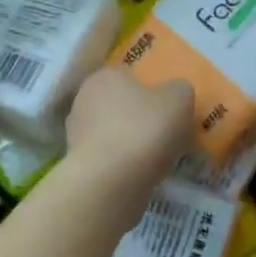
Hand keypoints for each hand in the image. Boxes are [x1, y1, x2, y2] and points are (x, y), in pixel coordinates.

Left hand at [65, 68, 193, 195]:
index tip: (167, 106)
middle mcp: (84, 99)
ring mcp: (76, 133)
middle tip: (165, 131)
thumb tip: (174, 92)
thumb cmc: (144, 130)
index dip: (150, 88)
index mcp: (105, 75)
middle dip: (138, 116)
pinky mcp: (77, 163)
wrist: (109, 182)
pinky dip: (122, 164)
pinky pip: (108, 157)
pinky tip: (140, 174)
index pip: (128, 74)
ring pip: (112, 132)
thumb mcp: (179, 99)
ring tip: (157, 157)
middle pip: (119, 103)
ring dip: (130, 142)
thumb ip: (179, 89)